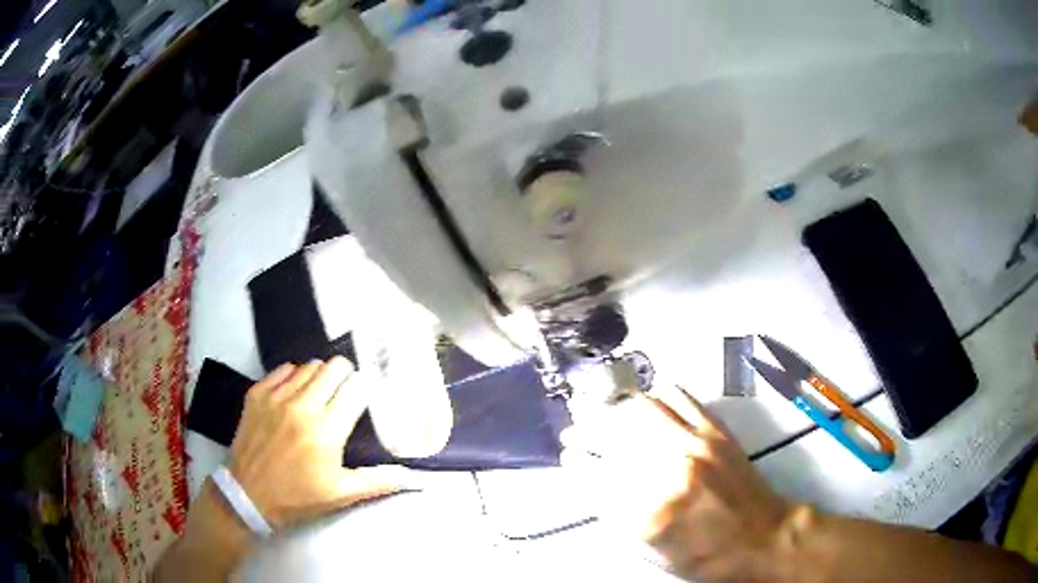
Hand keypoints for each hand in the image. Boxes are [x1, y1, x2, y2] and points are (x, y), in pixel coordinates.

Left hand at [228, 357, 414, 529]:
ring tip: (320, 395)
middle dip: (346, 377)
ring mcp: (276, 396)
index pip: (356, 388)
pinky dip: (294, 377)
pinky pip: (284, 369)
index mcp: (327, 432)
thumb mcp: (342, 494)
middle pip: (334, 367)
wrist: (248, 495)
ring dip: (321, 376)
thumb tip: (416, 477)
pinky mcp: (257, 393)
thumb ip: (379, 481)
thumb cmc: (298, 497)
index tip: (365, 400)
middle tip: (345, 394)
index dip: (365, 391)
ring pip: (310, 365)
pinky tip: (295, 395)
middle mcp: (302, 406)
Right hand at [562, 386, 793, 581]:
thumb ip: (618, 520)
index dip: (575, 465)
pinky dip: (655, 395)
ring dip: (614, 410)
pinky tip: (646, 404)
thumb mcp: (652, 553)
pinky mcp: (716, 431)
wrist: (761, 537)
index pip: (595, 479)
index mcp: (649, 514)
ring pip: (642, 410)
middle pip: (614, 437)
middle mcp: (670, 473)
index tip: (568, 459)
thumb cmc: (705, 556)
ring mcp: (696, 446)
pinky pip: (679, 397)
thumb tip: (593, 485)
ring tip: (603, 415)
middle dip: (585, 431)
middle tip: (573, 432)